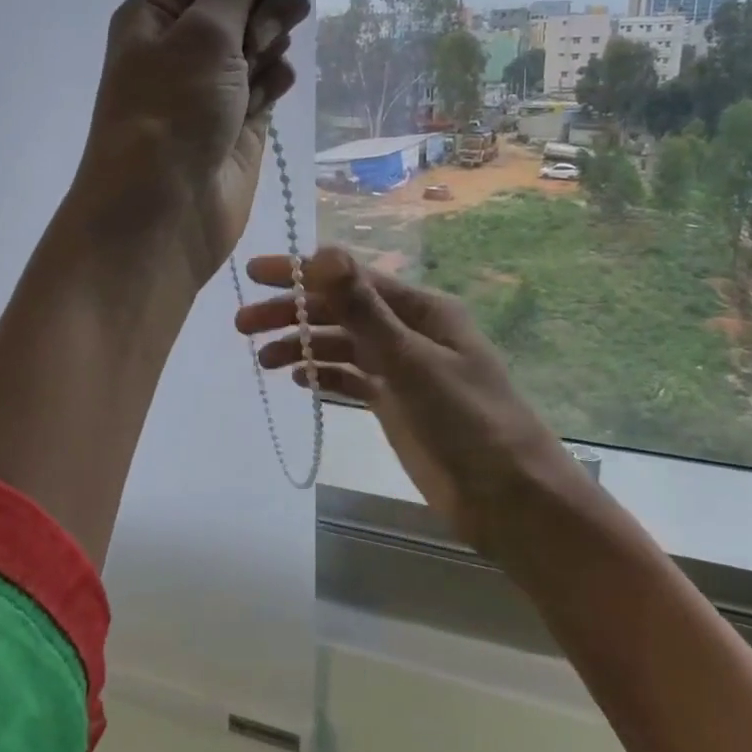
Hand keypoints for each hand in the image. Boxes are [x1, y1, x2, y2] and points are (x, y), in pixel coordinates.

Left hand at [68, 0, 313, 288]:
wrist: (161, 218)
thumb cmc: (170, 117)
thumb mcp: (202, 33)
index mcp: (162, 4)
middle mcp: (187, 35)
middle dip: (266, 1)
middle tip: (254, 37)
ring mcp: (216, 77)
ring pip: (267, 32)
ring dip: (271, 45)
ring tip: (252, 79)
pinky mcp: (242, 114)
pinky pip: (273, 76)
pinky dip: (275, 82)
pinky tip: (261, 105)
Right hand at [237, 246, 586, 552]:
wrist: (508, 497)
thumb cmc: (468, 420)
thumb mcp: (412, 361)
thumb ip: (364, 310)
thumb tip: (323, 253)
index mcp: (421, 308)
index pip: (351, 278)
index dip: (301, 273)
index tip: (255, 273)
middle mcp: (409, 330)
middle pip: (340, 311)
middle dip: (293, 313)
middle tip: (242, 324)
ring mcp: (401, 368)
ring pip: (341, 344)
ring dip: (302, 346)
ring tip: (262, 358)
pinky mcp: (394, 402)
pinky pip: (350, 378)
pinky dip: (323, 374)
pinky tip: (297, 379)